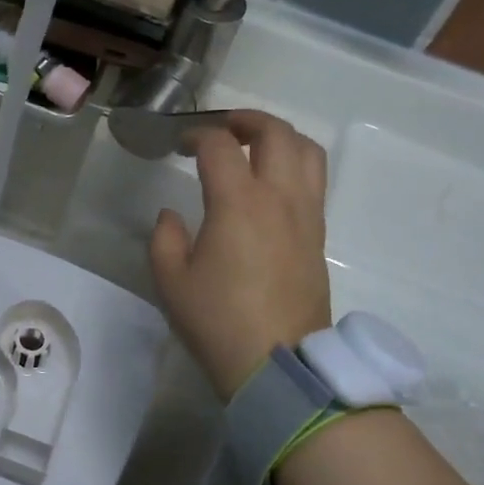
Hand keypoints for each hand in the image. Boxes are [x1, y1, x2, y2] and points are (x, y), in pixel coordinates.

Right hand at [149, 110, 331, 399]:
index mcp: (238, 203)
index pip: (220, 146)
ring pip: (307, 151)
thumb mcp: (170, 281)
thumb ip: (164, 238)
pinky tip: (271, 184)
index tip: (180, 144)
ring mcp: (306, 216)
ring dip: (280, 136)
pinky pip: (315, 181)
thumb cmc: (218, 321)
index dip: (196, 134)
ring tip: (255, 145)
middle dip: (246, 119)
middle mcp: (279, 198)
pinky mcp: (319, 236)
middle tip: (221, 128)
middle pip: (275, 133)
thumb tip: (173, 215)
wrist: (278, 365)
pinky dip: (295, 164)